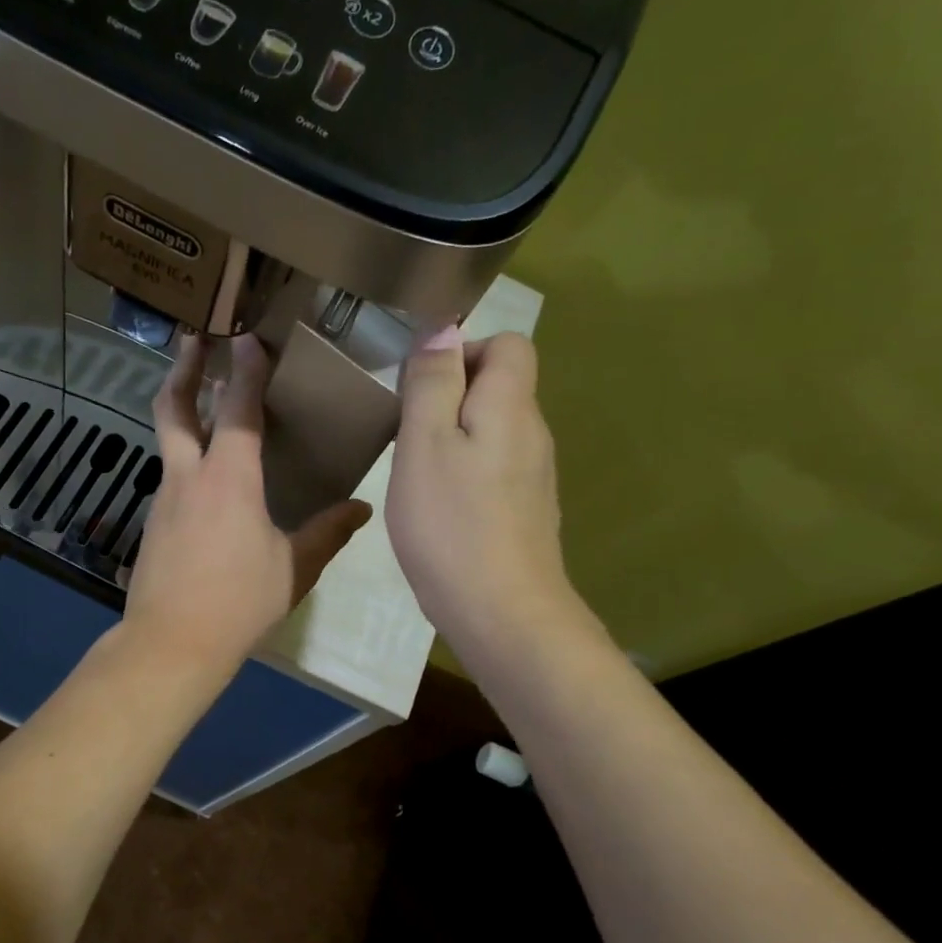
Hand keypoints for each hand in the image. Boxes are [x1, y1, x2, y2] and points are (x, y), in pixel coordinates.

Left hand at [123, 334, 371, 679]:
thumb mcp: (294, 568)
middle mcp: (190, 477)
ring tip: (204, 398)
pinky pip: (173, 475)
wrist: (171, 643)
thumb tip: (361, 509)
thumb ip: (327, 533)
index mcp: (230, 479)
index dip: (245, 369)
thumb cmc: (239, 602)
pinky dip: (187, 456)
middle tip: (194, 340)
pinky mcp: (155, 523)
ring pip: (169, 440)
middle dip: (184, 369)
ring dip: (184, 411)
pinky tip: (207, 475)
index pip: (237, 408)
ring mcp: (165, 499)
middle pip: (174, 408)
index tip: (248, 337)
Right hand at [387, 328, 582, 663]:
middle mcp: (533, 434)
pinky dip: (466, 473)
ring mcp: (534, 477)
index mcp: (511, 406)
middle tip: (407, 433)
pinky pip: (495, 469)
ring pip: (495, 431)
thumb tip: (443, 330)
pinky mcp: (526, 512)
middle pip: (501, 387)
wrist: (501, 612)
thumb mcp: (424, 444)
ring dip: (455, 437)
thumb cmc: (451, 524)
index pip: (509, 345)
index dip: (465, 350)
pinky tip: (440, 508)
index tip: (421, 386)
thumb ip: (432, 383)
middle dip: (452, 396)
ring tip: (415, 471)